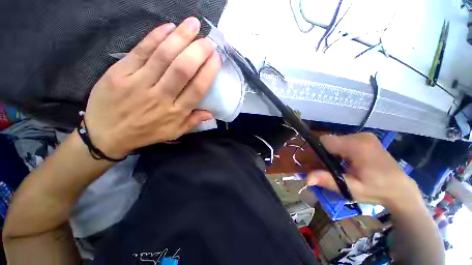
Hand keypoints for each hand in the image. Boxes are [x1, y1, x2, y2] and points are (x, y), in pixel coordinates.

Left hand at [84, 17, 220, 158]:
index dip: (208, 72)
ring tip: (193, 24)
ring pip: (163, 56)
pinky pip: (140, 51)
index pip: (197, 89)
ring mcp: (138, 83)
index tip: (217, 58)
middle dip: (198, 52)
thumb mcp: (174, 132)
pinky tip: (168, 27)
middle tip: (208, 41)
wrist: (106, 134)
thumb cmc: (145, 133)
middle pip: (182, 70)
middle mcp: (160, 97)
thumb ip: (193, 122)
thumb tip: (212, 113)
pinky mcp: (120, 72)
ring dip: (180, 38)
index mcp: (175, 112)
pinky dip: (155, 37)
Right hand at [307, 133, 421, 209]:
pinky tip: (347, 162)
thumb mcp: (351, 188)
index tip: (318, 164)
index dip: (316, 151)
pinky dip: (340, 150)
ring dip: (332, 152)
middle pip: (330, 141)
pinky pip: (344, 141)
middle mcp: (360, 136)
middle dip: (325, 153)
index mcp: (357, 146)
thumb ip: (328, 180)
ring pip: (336, 141)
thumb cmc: (377, 190)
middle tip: (330, 168)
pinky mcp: (367, 138)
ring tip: (340, 167)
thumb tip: (306, 179)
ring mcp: (365, 136)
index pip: (324, 141)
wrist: (401, 189)